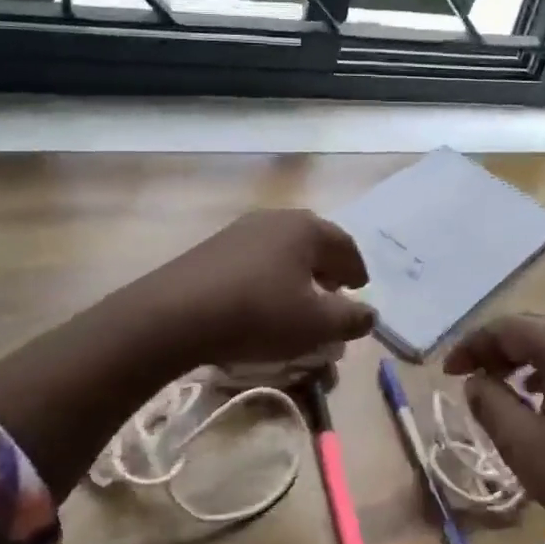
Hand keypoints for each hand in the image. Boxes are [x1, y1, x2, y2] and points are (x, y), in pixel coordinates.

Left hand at [143, 209, 376, 366]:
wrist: (175, 314)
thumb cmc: (259, 313)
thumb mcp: (316, 324)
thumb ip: (351, 319)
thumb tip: (370, 315)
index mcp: (306, 228)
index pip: (345, 245)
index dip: (357, 270)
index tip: (360, 290)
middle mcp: (276, 219)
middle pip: (313, 242)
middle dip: (327, 268)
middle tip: (333, 292)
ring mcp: (240, 230)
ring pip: (282, 249)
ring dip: (297, 272)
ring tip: (298, 299)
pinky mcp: (213, 248)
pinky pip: (255, 259)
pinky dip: (269, 276)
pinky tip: (261, 300)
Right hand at [444, 317, 544, 543]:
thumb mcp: (526, 448)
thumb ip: (490, 405)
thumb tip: (475, 381)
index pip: (510, 329)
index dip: (473, 345)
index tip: (447, 372)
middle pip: (533, 333)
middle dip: (495, 353)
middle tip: (467, 381)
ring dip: (519, 365)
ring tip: (494, 391)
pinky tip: (533, 402)